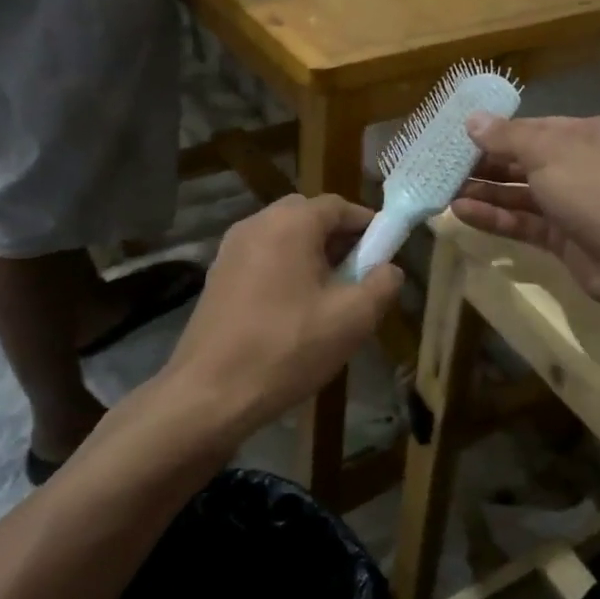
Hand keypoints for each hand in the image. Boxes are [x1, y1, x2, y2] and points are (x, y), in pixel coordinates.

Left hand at [160, 194, 402, 437]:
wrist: (209, 393)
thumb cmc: (287, 349)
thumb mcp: (352, 319)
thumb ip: (382, 285)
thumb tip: (390, 269)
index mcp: (290, 223)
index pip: (339, 205)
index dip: (368, 226)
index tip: (386, 255)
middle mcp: (256, 223)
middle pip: (309, 216)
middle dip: (339, 239)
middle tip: (358, 275)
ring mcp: (231, 249)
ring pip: (284, 237)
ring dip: (311, 255)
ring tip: (329, 297)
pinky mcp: (217, 275)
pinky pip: (262, 257)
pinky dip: (285, 270)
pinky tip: (293, 311)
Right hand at [450, 114, 599, 315]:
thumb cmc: (596, 189)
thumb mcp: (549, 152)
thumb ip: (507, 137)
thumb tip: (472, 120)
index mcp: (591, 134)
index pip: (536, 128)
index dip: (497, 133)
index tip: (458, 138)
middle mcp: (585, 165)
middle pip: (527, 161)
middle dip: (486, 165)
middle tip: (445, 168)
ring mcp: (576, 204)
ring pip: (523, 194)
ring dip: (486, 192)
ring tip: (444, 192)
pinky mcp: (566, 239)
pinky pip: (525, 222)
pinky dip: (497, 217)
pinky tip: (462, 213)